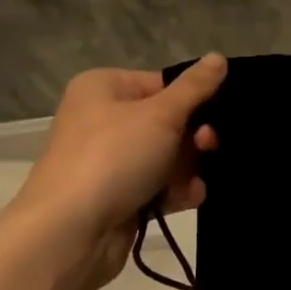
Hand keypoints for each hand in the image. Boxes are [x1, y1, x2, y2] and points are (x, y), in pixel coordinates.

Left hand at [14, 56, 227, 249]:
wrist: (70, 232)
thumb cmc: (114, 157)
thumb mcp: (162, 114)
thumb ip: (195, 88)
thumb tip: (219, 57)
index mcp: (104, 88)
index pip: (162, 84)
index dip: (191, 100)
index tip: (217, 114)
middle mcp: (102, 119)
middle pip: (167, 122)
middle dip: (192, 138)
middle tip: (207, 146)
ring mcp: (108, 161)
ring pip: (166, 157)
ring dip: (187, 168)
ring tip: (192, 181)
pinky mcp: (117, 196)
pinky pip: (157, 186)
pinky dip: (174, 191)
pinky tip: (186, 199)